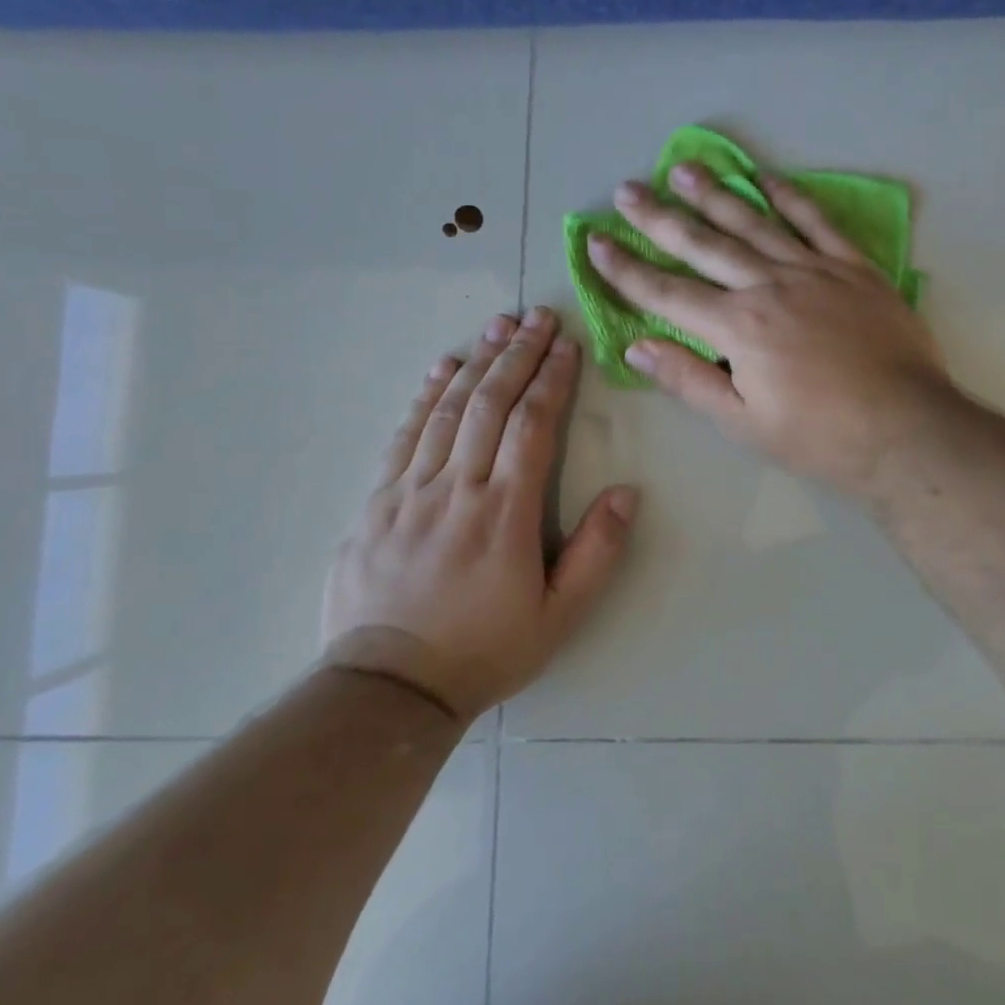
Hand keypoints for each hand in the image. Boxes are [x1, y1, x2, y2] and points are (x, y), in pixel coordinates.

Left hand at [321, 308, 637, 718]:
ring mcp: (411, 491)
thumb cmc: (485, 650)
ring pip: (448, 410)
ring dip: (476, 362)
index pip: (533, 426)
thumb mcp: (559, 616)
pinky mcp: (377, 501)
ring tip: (498, 325)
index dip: (552, 380)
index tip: (567, 345)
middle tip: (538, 316)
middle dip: (518, 355)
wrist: (388, 688)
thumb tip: (627, 492)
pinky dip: (426, 396)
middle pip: (491, 404)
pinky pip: (405, 435)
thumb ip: (597, 553)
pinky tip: (442, 368)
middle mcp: (458, 489)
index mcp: (506, 513)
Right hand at [587, 162, 951, 497]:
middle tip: (627, 190)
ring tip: (683, 169)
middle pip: (703, 245)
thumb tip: (636, 346)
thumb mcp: (743, 423)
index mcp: (738, 327)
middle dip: (659, 218)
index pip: (666, 292)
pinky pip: (817, 222)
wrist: (905, 429)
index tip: (595, 242)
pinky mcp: (854, 268)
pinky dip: (790, 197)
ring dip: (715, 194)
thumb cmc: (819, 436)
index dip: (625, 269)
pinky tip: (767, 179)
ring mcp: (815, 270)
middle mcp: (769, 285)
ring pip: (754, 222)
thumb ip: (689, 380)